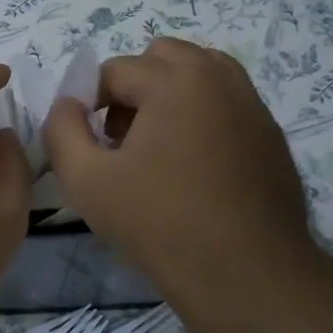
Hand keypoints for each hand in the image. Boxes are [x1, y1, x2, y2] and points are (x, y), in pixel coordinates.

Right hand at [42, 39, 313, 301]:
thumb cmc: (159, 223)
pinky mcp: (270, 134)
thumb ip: (61, 130)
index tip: (89, 145)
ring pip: (199, 74)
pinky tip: (193, 168)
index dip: (90, 104)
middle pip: (162, 58)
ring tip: (157, 147)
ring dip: (169, 95)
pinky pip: (225, 103)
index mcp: (176, 80)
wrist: (245, 274)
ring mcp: (252, 104)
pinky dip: (201, 115)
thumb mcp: (86, 180)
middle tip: (122, 140)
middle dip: (133, 88)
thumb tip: (68, 105)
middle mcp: (220, 77)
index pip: (115, 70)